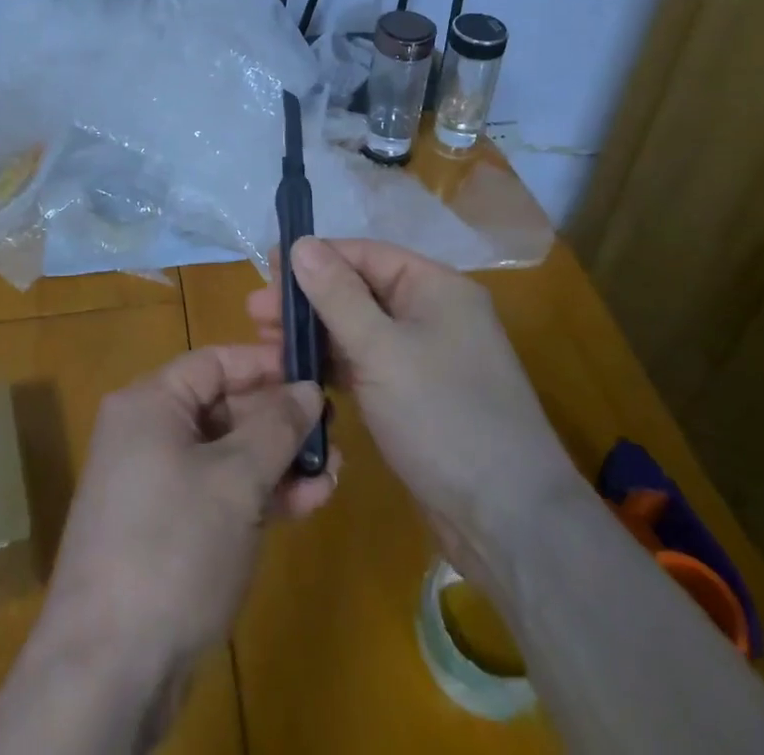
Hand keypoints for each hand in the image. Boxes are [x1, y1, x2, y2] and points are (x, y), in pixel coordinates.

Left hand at [0, 343, 336, 751]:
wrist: (108, 670)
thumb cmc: (174, 547)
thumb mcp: (236, 479)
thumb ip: (277, 427)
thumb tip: (308, 388)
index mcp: (150, 403)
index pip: (215, 362)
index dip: (267, 366)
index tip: (316, 375)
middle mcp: (147, 434)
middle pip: (223, 408)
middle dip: (280, 422)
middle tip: (334, 434)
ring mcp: (155, 485)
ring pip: (226, 455)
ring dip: (278, 462)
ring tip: (332, 473)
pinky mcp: (166, 531)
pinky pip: (217, 493)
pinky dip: (258, 495)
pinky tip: (306, 503)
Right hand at [248, 237, 574, 591]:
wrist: (508, 521)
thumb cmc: (442, 417)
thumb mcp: (381, 350)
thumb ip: (337, 295)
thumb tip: (301, 243)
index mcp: (435, 287)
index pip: (365, 255)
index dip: (315, 259)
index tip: (266, 271)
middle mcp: (433, 313)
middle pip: (359, 290)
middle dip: (308, 301)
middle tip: (255, 317)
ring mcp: (427, 356)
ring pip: (359, 330)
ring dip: (315, 335)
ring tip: (266, 346)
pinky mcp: (417, 396)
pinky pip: (368, 364)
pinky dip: (335, 365)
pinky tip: (300, 373)